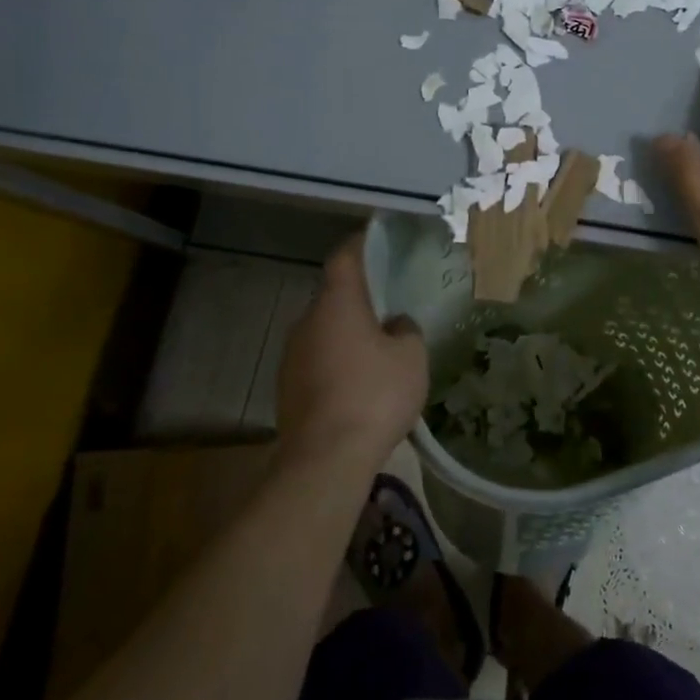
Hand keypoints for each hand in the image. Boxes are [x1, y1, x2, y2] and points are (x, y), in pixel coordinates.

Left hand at [275, 235, 428, 472]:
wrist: (325, 460)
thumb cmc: (375, 394)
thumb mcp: (412, 356)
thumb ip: (406, 330)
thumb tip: (395, 324)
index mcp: (337, 303)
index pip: (345, 257)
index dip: (362, 244)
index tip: (378, 240)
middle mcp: (307, 321)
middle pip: (334, 296)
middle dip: (359, 298)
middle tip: (388, 305)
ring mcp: (292, 355)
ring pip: (324, 330)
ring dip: (347, 333)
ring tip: (377, 349)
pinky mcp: (287, 388)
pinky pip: (317, 360)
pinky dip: (336, 361)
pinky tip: (358, 384)